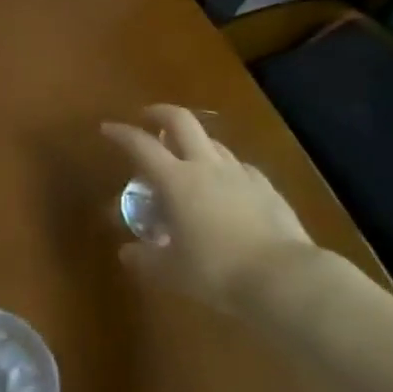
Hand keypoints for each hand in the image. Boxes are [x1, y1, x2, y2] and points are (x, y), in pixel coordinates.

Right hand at [102, 105, 319, 313]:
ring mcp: (239, 174)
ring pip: (212, 142)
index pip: (141, 145)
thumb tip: (127, 253)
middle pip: (181, 121)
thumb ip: (145, 258)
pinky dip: (225, 168)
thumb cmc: (217, 271)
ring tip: (186, 157)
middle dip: (160, 113)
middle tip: (147, 117)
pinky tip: (226, 186)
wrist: (285, 278)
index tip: (107, 128)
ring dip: (194, 142)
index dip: (121, 133)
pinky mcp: (266, 188)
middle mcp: (205, 167)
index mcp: (176, 180)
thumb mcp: (172, 271)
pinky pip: (239, 167)